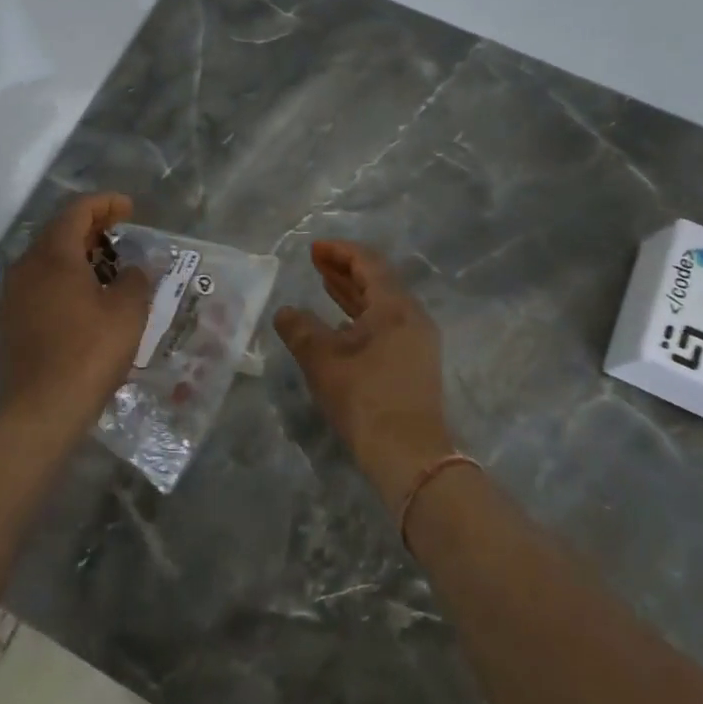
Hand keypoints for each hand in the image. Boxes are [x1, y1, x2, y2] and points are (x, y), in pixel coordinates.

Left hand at [0, 193, 153, 435]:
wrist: (42, 409)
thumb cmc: (90, 352)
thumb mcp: (128, 312)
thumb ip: (135, 279)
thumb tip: (132, 270)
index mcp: (53, 255)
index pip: (77, 211)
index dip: (105, 204)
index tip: (129, 209)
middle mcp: (26, 267)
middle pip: (58, 232)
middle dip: (91, 228)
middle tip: (120, 234)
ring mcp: (13, 295)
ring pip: (46, 260)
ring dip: (76, 256)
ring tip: (106, 268)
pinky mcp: (10, 321)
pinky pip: (39, 285)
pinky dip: (63, 280)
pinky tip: (83, 300)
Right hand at [274, 240, 456, 509]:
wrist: (408, 454)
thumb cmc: (364, 397)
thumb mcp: (322, 359)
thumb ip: (300, 329)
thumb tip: (285, 312)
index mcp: (395, 306)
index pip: (369, 263)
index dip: (340, 252)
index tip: (313, 249)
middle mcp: (412, 317)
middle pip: (379, 281)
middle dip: (346, 270)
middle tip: (316, 262)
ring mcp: (417, 342)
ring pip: (382, 305)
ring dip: (353, 294)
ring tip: (325, 285)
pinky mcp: (415, 364)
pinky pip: (387, 326)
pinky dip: (362, 317)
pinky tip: (341, 327)